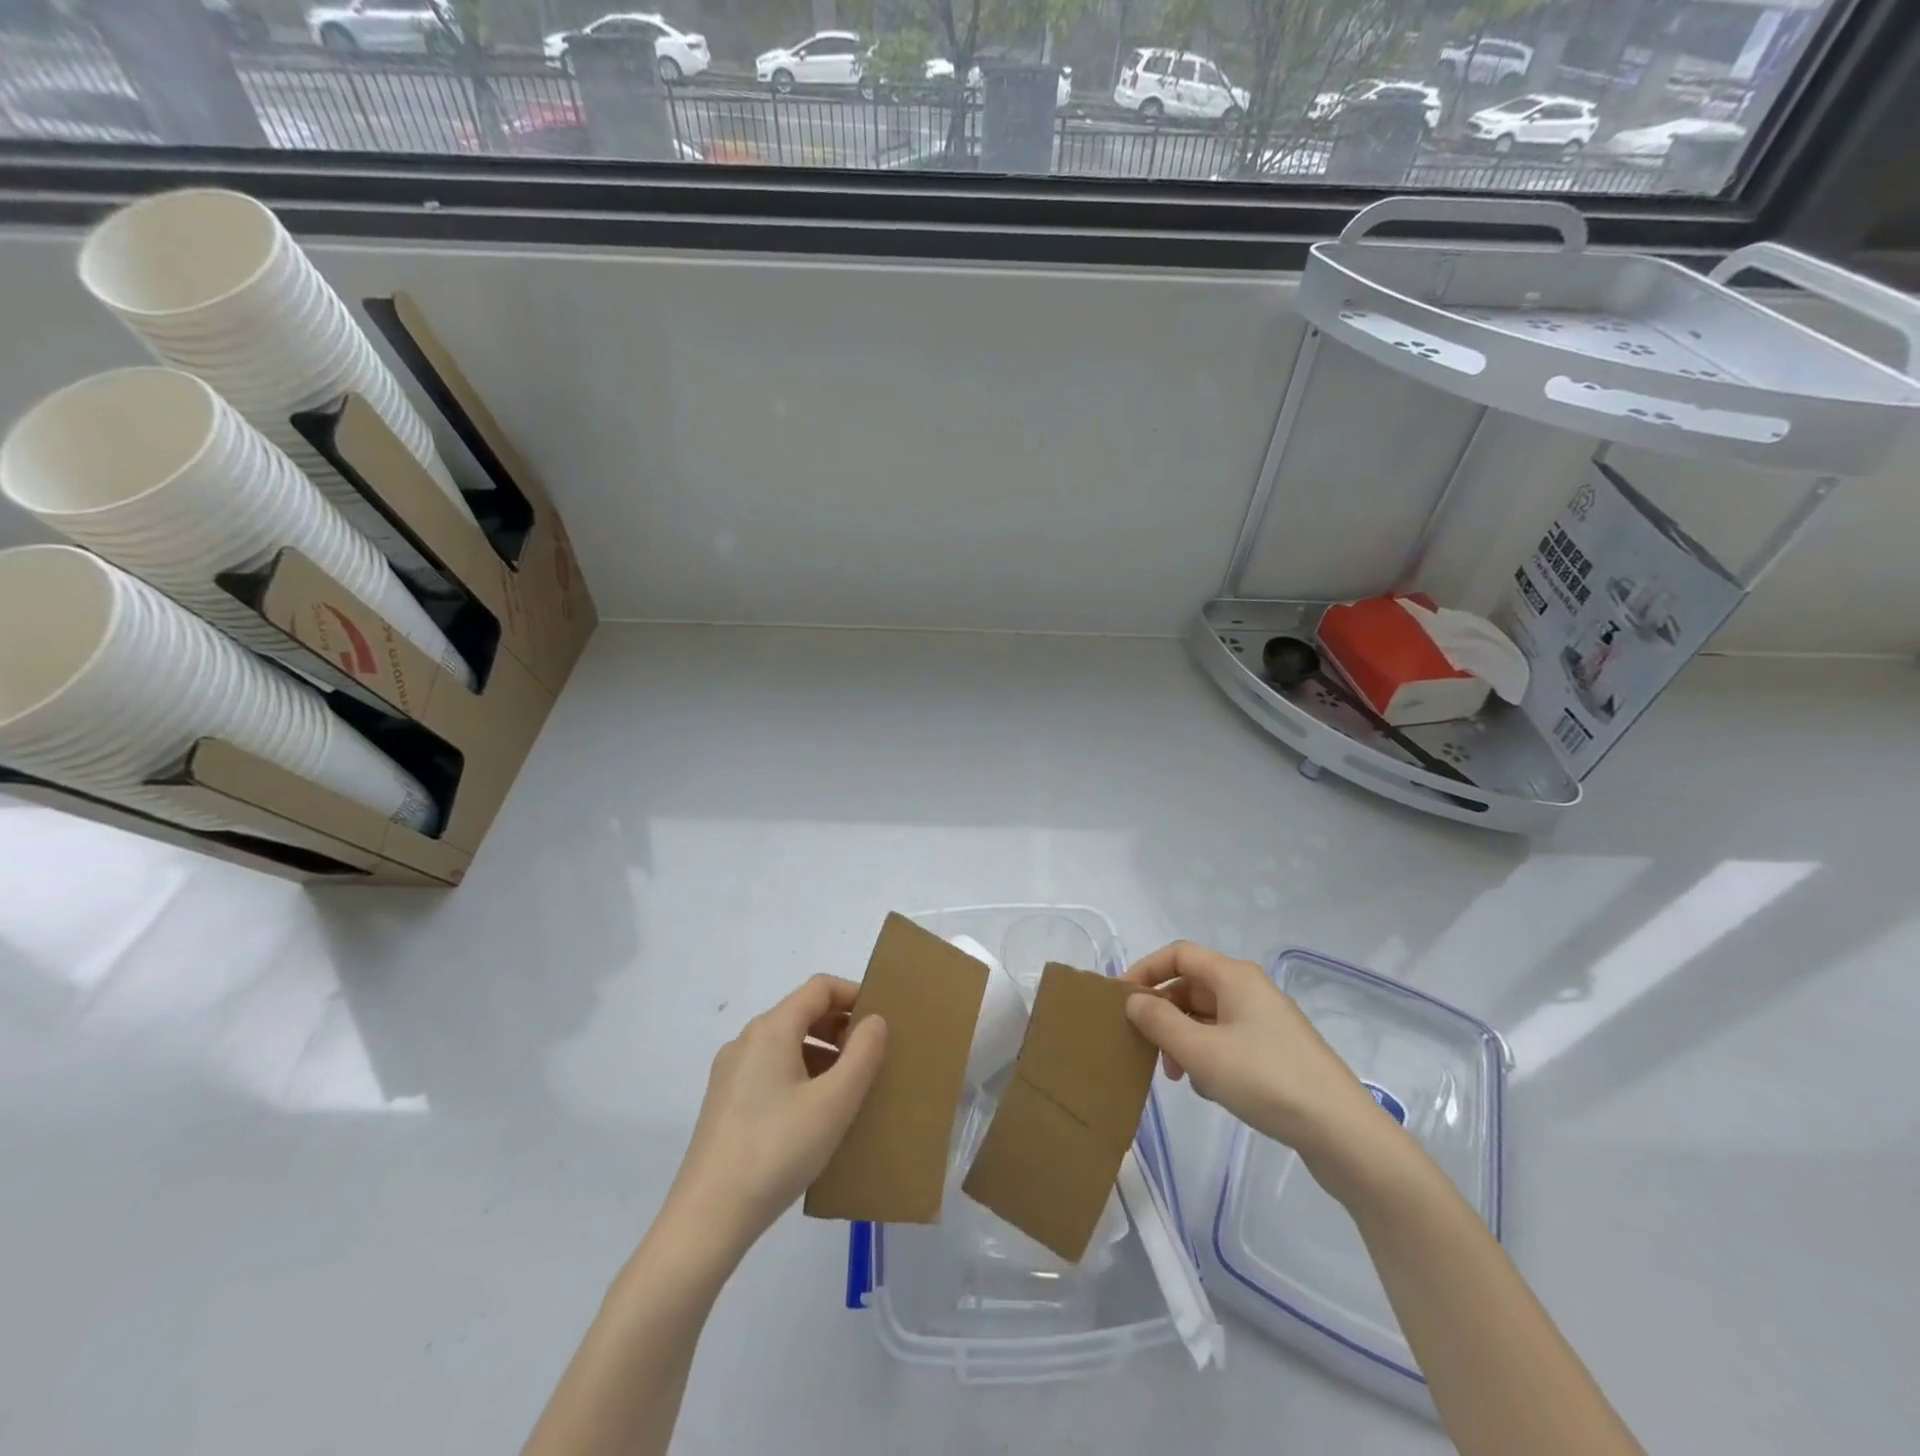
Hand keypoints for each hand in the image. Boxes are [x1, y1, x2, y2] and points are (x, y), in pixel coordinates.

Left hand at [665, 976, 887, 1252]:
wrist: (707, 1220)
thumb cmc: (777, 1151)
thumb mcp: (834, 1103)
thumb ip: (863, 1054)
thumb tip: (875, 1021)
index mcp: (771, 1030)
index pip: (819, 988)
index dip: (854, 994)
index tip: (883, 1019)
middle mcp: (746, 1040)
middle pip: (801, 1013)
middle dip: (840, 1026)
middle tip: (873, 1055)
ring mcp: (730, 1072)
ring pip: (786, 1043)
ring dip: (822, 1053)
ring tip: (850, 1088)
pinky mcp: (724, 1102)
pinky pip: (771, 1070)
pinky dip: (801, 1074)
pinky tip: (816, 1114)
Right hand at [1123, 942, 1395, 1198]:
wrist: (1342, 1132)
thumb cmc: (1265, 1080)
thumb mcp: (1200, 1051)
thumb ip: (1159, 1021)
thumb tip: (1134, 1000)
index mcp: (1234, 976)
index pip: (1178, 954)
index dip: (1146, 970)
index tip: (1121, 1000)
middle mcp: (1250, 989)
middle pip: (1192, 986)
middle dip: (1164, 1013)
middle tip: (1147, 1048)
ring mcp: (1267, 1021)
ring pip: (1208, 1016)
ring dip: (1184, 1039)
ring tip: (1179, 1077)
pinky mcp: (1278, 1051)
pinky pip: (1228, 1039)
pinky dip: (1208, 1055)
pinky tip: (1209, 1089)